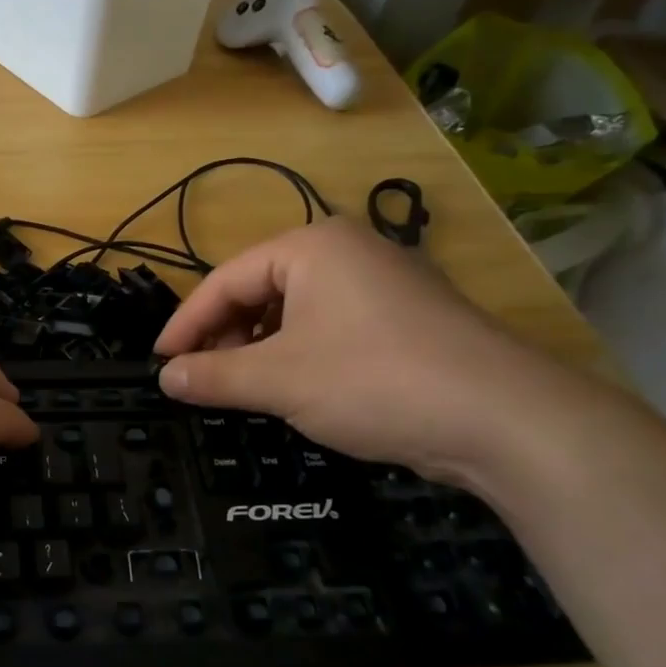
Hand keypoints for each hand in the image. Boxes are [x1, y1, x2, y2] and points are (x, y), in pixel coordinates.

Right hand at [155, 219, 556, 482]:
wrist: (506, 419)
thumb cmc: (374, 381)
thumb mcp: (279, 381)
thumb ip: (213, 376)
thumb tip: (166, 378)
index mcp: (311, 247)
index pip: (225, 281)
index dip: (185, 324)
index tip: (159, 362)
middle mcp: (347, 250)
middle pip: (260, 290)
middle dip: (226, 336)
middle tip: (202, 379)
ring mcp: (384, 282)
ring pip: (296, 310)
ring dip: (261, 348)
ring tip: (245, 387)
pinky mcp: (408, 317)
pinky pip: (332, 325)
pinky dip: (301, 353)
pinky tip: (297, 387)